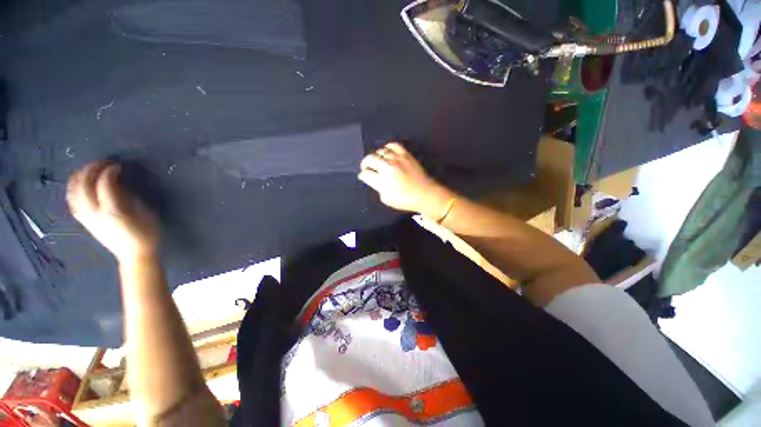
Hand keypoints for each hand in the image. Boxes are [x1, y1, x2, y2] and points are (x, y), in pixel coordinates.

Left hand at [67, 162, 158, 263]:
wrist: (135, 255)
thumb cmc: (147, 234)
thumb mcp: (145, 214)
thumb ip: (130, 198)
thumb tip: (120, 185)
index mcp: (113, 210)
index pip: (104, 183)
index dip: (110, 171)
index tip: (118, 166)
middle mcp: (95, 213)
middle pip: (85, 185)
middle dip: (92, 170)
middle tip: (102, 163)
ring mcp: (87, 218)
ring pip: (74, 192)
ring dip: (79, 177)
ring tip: (88, 169)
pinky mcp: (85, 221)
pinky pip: (72, 202)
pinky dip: (73, 190)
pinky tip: (78, 185)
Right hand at [358, 142, 453, 216]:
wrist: (425, 193)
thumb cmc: (405, 199)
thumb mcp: (387, 198)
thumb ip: (377, 187)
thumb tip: (371, 179)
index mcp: (382, 179)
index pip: (365, 173)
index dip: (363, 175)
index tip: (364, 176)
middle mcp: (387, 166)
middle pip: (370, 159)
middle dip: (365, 163)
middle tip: (366, 168)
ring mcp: (397, 158)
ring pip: (380, 151)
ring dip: (376, 156)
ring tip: (377, 161)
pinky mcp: (405, 154)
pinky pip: (393, 145)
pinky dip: (388, 147)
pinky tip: (387, 152)